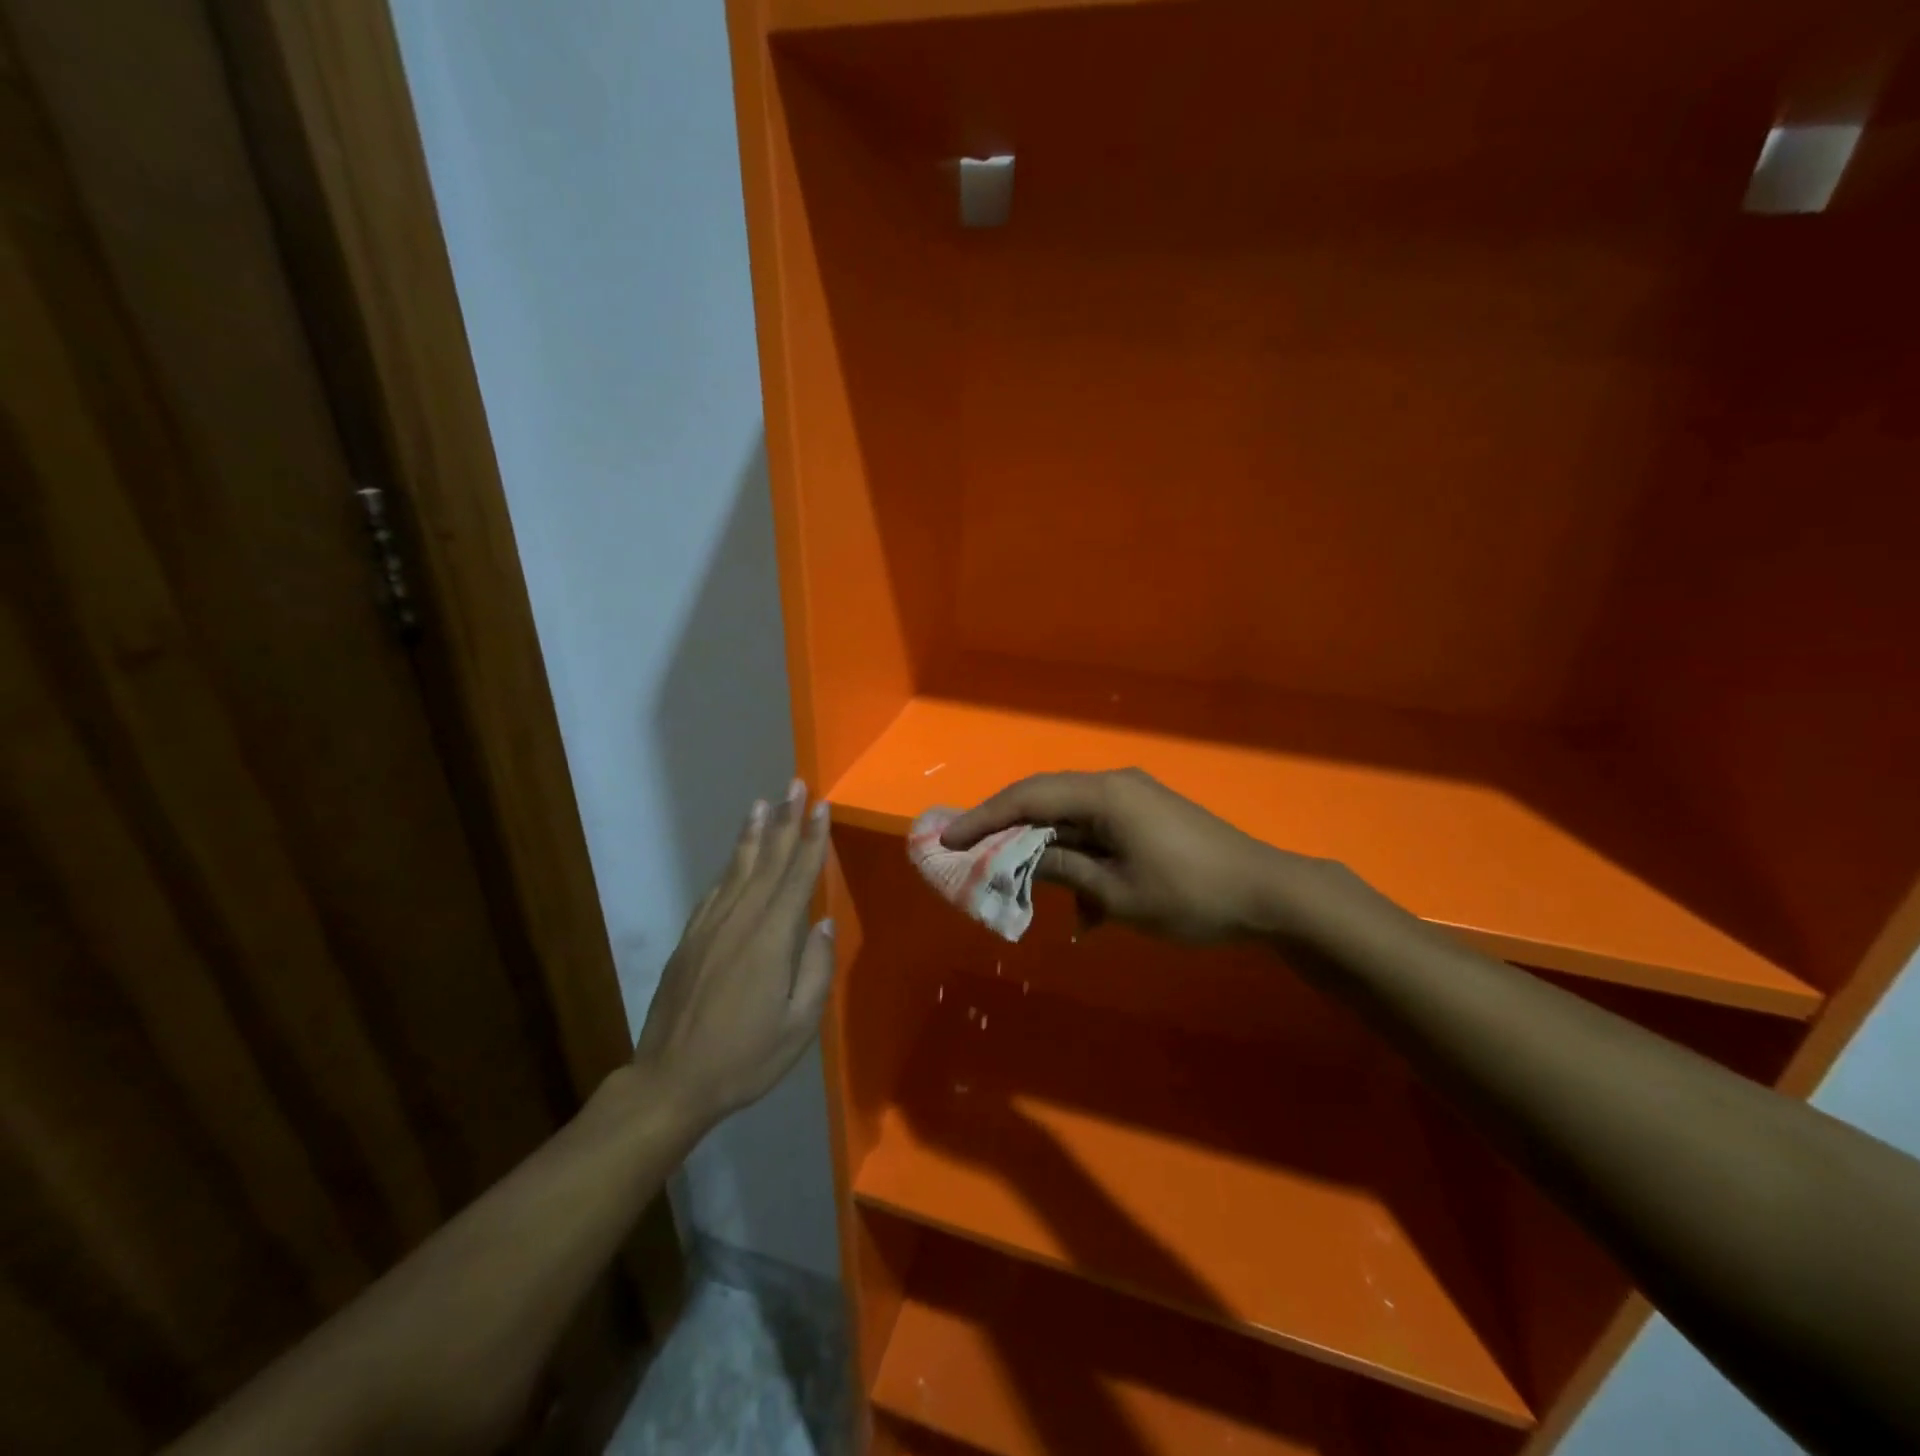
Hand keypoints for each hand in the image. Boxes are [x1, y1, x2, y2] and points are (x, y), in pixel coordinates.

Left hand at [633, 780, 834, 1132]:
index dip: (811, 839)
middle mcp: (740, 921)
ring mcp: (710, 926)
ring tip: (762, 803)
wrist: (671, 1081)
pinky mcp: (691, 938)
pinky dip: (729, 865)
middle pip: (767, 861)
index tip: (822, 806)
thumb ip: (815, 970)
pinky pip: (716, 890)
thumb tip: (822, 924)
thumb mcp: (798, 1025)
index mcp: (771, 939)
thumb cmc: (745, 1057)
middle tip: (794, 785)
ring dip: (753, 833)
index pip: (797, 876)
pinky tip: (736, 854)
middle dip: (785, 820)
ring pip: (738, 868)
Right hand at [941, 768, 1301, 943]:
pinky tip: (1086, 912)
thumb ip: (1064, 870)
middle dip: (1008, 831)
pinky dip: (1083, 864)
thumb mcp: (1118, 893)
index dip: (984, 818)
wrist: (1269, 894)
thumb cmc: (1190, 895)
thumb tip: (1022, 860)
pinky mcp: (1148, 818)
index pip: (1028, 798)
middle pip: (1045, 802)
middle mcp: (1115, 785)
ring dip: (1048, 855)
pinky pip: (1098, 834)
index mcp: (1105, 795)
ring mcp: (1134, 800)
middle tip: (972, 856)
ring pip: (1071, 821)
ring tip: (1027, 891)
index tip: (948, 839)